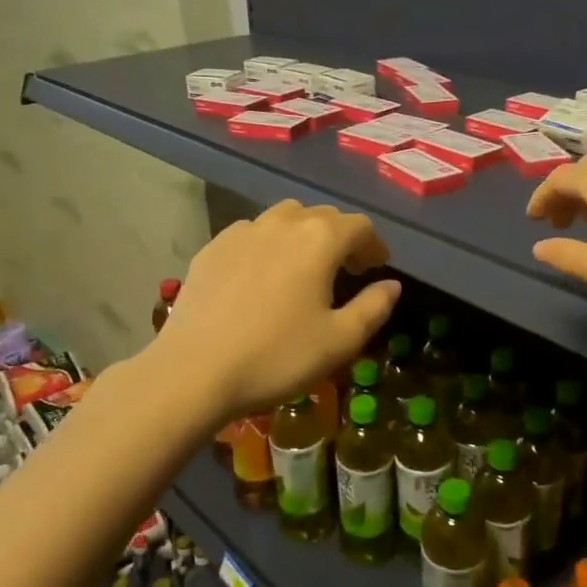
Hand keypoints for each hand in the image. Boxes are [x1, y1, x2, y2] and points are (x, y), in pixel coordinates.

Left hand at [153, 200, 401, 418]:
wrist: (194, 371)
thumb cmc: (277, 356)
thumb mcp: (340, 341)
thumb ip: (374, 307)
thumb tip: (392, 285)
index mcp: (320, 239)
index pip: (359, 226)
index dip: (374, 245)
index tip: (377, 267)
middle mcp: (282, 223)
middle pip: (322, 216)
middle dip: (341, 237)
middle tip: (347, 268)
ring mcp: (242, 231)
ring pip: (284, 218)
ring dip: (303, 235)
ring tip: (304, 266)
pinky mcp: (212, 248)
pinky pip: (251, 234)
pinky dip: (267, 245)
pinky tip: (262, 275)